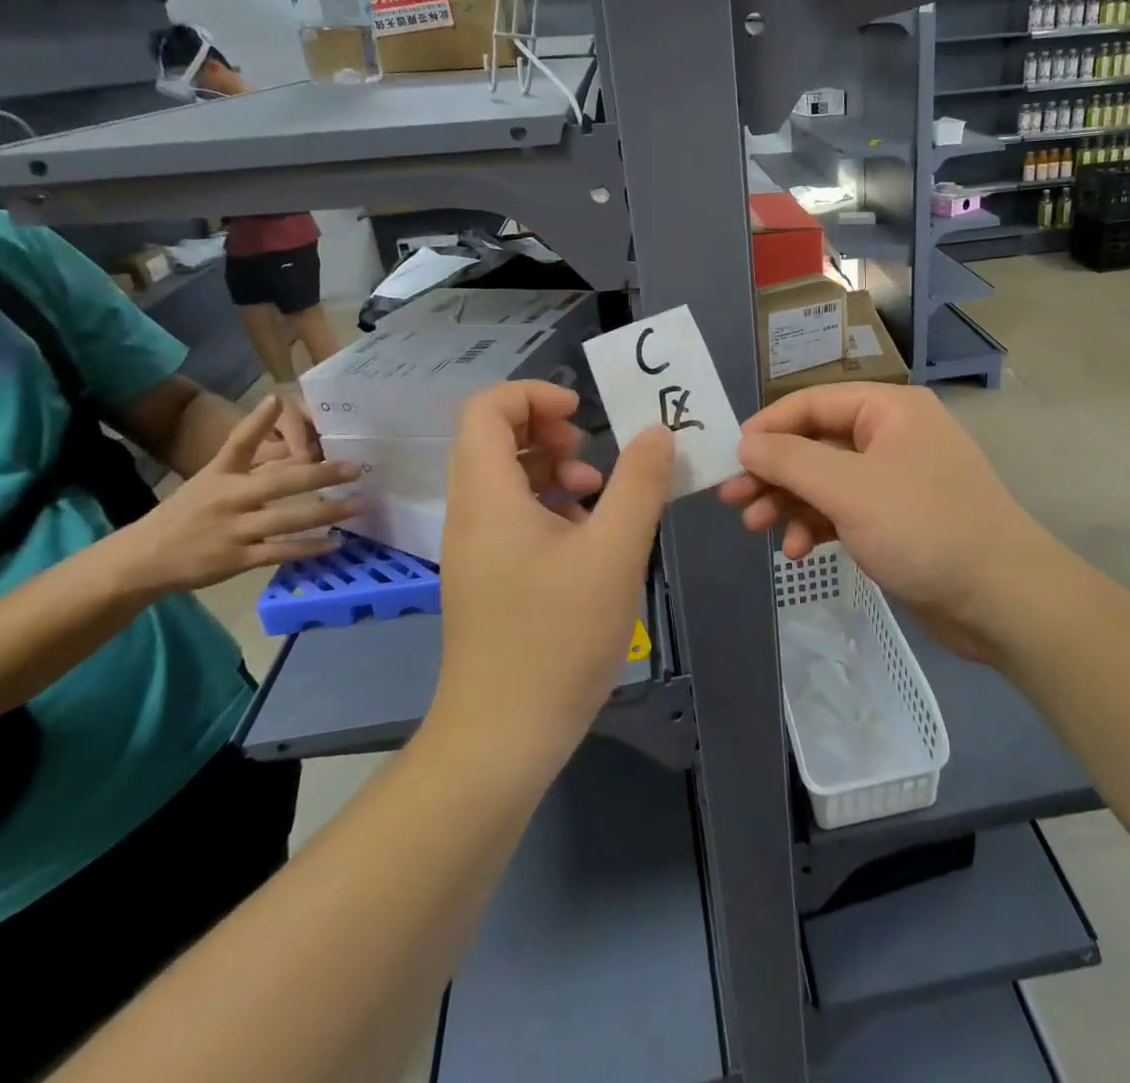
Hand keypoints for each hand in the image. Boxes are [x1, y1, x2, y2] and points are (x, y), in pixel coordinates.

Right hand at [110, 396, 360, 593]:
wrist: (142, 559)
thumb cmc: (188, 513)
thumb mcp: (213, 480)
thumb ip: (253, 463)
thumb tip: (296, 444)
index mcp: (220, 475)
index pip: (238, 442)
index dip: (257, 421)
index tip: (280, 399)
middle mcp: (228, 499)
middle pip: (280, 483)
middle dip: (321, 475)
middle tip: (356, 469)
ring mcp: (233, 530)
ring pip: (288, 519)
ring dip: (327, 512)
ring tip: (358, 505)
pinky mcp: (237, 559)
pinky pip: (281, 551)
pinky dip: (310, 548)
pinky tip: (336, 542)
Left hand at [429, 381, 673, 778]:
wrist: (503, 736)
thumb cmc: (557, 637)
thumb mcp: (614, 553)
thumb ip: (640, 484)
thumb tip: (657, 432)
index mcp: (488, 495)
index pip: (487, 408)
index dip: (535, 394)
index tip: (584, 416)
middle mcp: (472, 513)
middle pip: (495, 437)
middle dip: (549, 431)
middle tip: (592, 456)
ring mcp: (477, 547)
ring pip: (508, 478)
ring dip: (555, 471)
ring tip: (599, 498)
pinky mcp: (489, 576)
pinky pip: (514, 515)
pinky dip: (551, 507)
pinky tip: (590, 539)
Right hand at [718, 383, 1050, 663]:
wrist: (1001, 599)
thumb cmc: (923, 527)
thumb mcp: (848, 489)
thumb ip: (791, 461)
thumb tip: (745, 442)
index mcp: (888, 409)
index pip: (812, 402)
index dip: (767, 427)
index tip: (731, 458)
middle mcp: (891, 435)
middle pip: (815, 443)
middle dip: (773, 473)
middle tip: (732, 500)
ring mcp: (894, 479)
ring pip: (825, 481)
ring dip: (789, 503)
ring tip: (756, 529)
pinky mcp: (895, 519)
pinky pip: (843, 511)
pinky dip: (817, 525)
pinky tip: (799, 551)